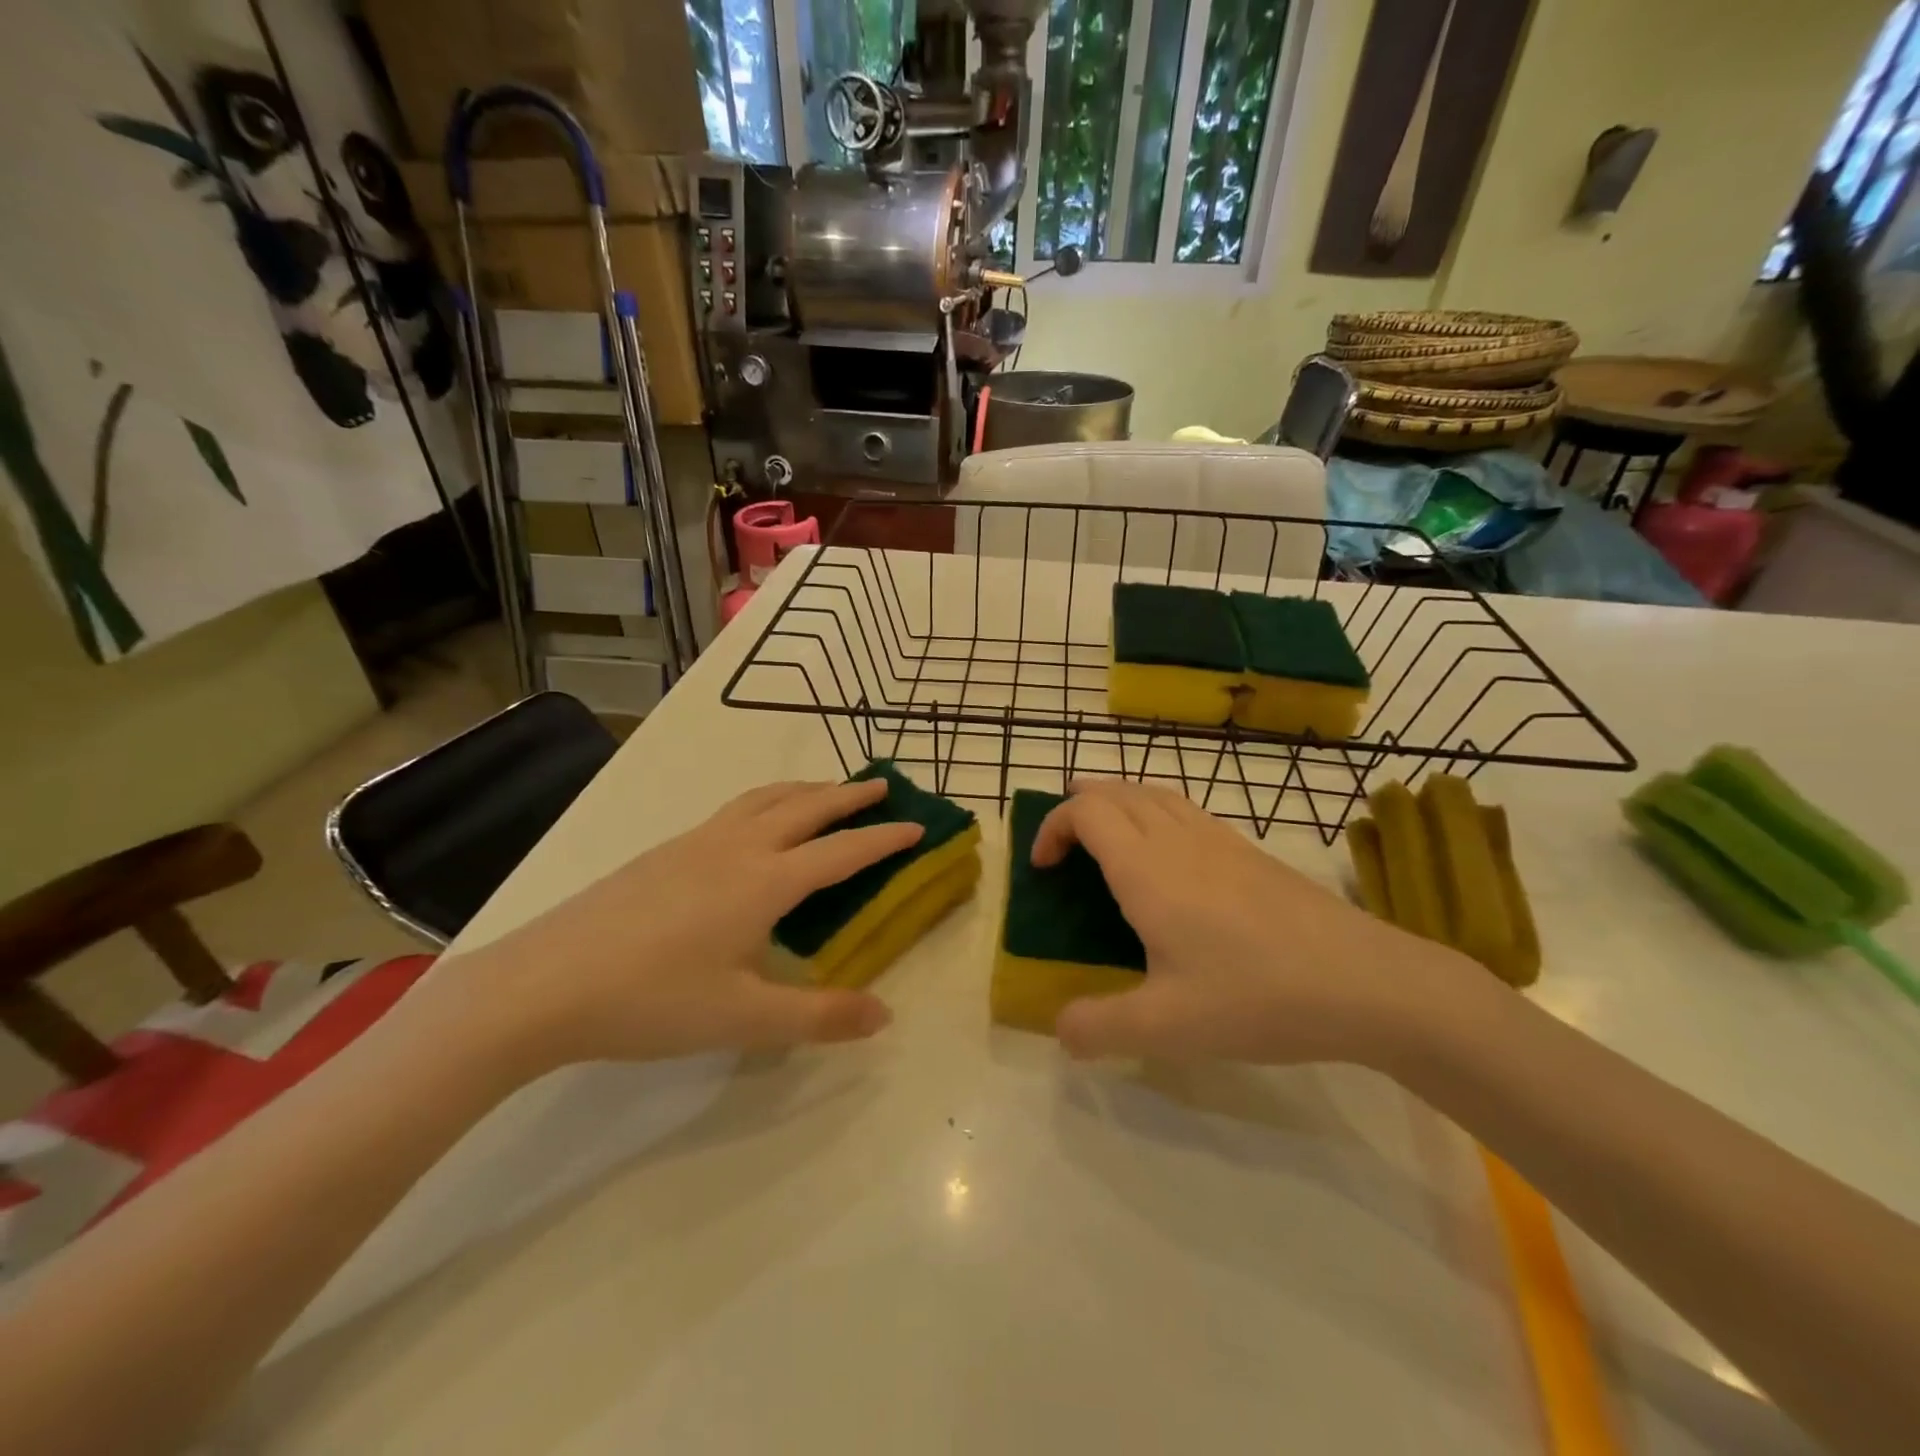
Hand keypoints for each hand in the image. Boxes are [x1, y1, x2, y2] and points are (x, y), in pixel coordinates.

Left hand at [434, 778, 922, 1075]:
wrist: (543, 984)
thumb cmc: (651, 1001)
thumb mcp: (744, 1019)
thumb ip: (819, 1015)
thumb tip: (884, 1014)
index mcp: (765, 881)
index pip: (842, 851)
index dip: (884, 838)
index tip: (919, 825)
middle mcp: (736, 848)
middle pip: (805, 806)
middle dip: (848, 795)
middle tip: (882, 786)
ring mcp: (694, 843)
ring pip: (764, 799)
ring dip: (804, 790)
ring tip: (826, 791)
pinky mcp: (662, 852)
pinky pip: (733, 811)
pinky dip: (766, 803)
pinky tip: (754, 826)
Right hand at [1034, 779, 1476, 1064]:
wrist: (1366, 981)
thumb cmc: (1257, 996)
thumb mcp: (1167, 1028)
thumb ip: (1100, 1028)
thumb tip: (1060, 1030)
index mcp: (1148, 869)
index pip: (1085, 812)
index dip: (1053, 827)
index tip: (1042, 868)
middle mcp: (1179, 839)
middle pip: (1117, 791)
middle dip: (1079, 805)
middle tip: (1063, 843)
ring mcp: (1220, 839)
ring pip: (1155, 793)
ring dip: (1118, 801)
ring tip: (1106, 833)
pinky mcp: (1251, 852)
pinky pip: (1187, 810)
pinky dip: (1156, 812)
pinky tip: (1169, 855)